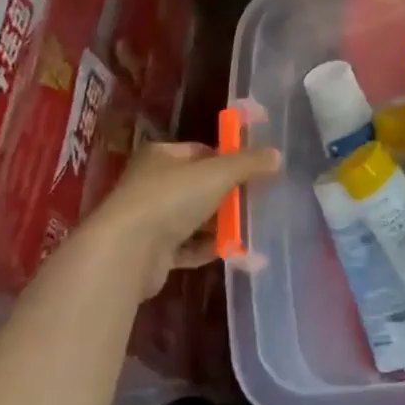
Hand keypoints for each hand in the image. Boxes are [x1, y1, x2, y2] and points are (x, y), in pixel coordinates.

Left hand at [76, 141, 280, 298]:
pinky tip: (230, 251)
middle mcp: (151, 183)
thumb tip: (277, 156)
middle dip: (226, 195)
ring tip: (249, 229)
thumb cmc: (171, 198)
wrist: (127, 253)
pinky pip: (186, 247)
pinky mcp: (151, 253)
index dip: (228, 159)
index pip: (201, 152)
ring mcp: (149, 219)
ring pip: (193, 217)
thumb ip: (249, 163)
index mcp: (161, 155)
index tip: (253, 172)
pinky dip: (206, 248)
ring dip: (218, 224)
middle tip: (256, 202)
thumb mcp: (218, 173)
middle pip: (198, 185)